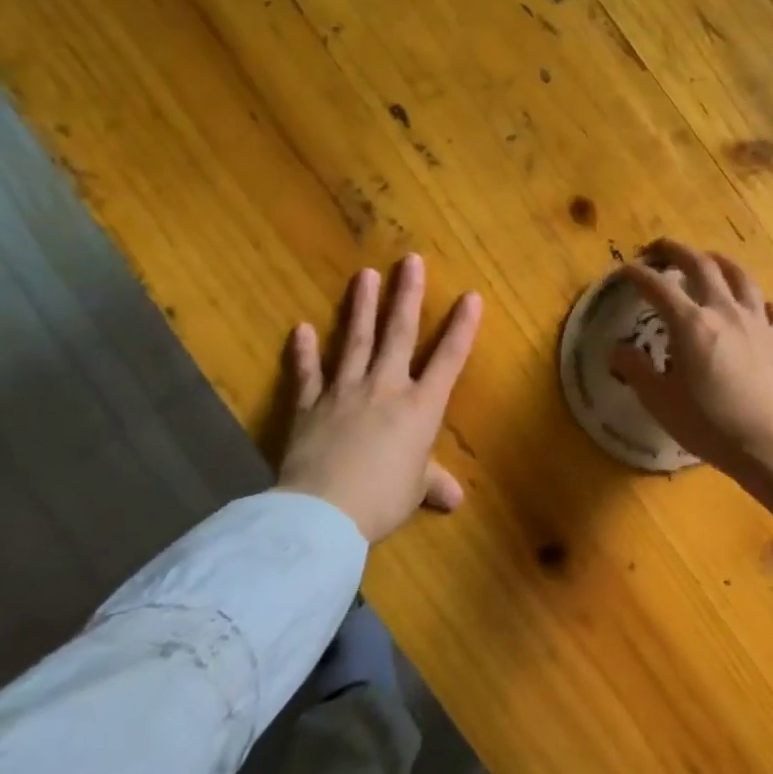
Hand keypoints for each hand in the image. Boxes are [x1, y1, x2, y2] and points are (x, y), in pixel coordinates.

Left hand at [276, 255, 482, 543]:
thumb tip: (454, 499)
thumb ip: (433, 484)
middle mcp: (386, 388)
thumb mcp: (414, 491)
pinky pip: (308, 373)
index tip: (471, 295)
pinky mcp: (309, 406)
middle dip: (407, 295)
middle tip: (410, 261)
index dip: (462, 327)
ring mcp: (344, 392)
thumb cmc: (382, 500)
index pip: (448, 359)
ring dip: (361, 307)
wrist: (324, 512)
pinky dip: (304, 351)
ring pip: (356, 341)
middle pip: (399, 334)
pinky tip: (301, 328)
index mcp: (421, 407)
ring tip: (365, 274)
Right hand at [614, 239, 772, 588]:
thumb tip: (616, 349)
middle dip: (678, 251)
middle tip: (661, 247)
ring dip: (720, 262)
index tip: (624, 269)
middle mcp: (725, 311)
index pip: (658, 287)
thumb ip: (636, 370)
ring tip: (709, 259)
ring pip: (740, 277)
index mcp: (691, 324)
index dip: (638, 274)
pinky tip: (755, 304)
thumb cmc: (711, 425)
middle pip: (701, 266)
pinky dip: (758, 300)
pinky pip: (770, 309)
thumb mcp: (662, 403)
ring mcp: (757, 323)